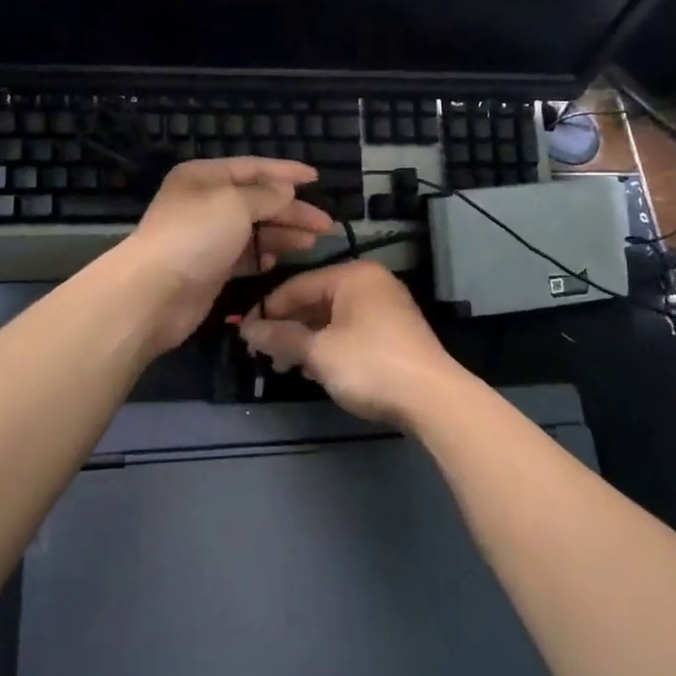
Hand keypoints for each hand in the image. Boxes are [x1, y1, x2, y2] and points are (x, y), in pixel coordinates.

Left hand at [121, 158, 335, 353]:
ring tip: (311, 243)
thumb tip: (285, 190)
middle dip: (292, 211)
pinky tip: (277, 261)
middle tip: (325, 224)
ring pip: (254, 230)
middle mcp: (205, 203)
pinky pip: (244, 256)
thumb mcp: (235, 204)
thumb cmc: (195, 236)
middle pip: (257, 201)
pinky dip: (261, 256)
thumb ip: (266, 195)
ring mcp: (207, 237)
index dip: (286, 172)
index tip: (317, 179)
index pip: (253, 168)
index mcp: (205, 177)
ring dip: (283, 234)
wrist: (154, 293)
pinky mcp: (210, 268)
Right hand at [238, 261, 463, 425]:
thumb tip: (247, 330)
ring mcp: (386, 309)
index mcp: (352, 276)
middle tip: (262, 354)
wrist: (432, 399)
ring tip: (285, 367)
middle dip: (287, 328)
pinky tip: (314, 370)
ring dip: (306, 341)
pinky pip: (350, 332)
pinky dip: (329, 347)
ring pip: (332, 319)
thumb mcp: (318, 352)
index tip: (243, 334)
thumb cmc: (369, 364)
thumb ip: (281, 338)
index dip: (267, 310)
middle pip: (315, 301)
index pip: (297, 285)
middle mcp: (370, 284)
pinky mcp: (393, 334)